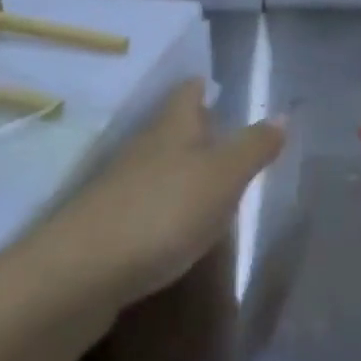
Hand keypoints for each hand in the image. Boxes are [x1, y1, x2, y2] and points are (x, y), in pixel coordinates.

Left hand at [22, 79, 283, 314]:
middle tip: (223, 132)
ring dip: (179, 169)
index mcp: (173, 127)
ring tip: (208, 181)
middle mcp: (143, 149)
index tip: (214, 84)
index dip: (202, 86)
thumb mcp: (224, 176)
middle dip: (195, 128)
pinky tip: (176, 225)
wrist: (78, 276)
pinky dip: (163, 205)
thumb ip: (254, 146)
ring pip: (156, 165)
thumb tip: (282, 115)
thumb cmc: (163, 211)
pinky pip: (142, 203)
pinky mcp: (104, 228)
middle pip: (170, 128)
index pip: (187, 92)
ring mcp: (118, 189)